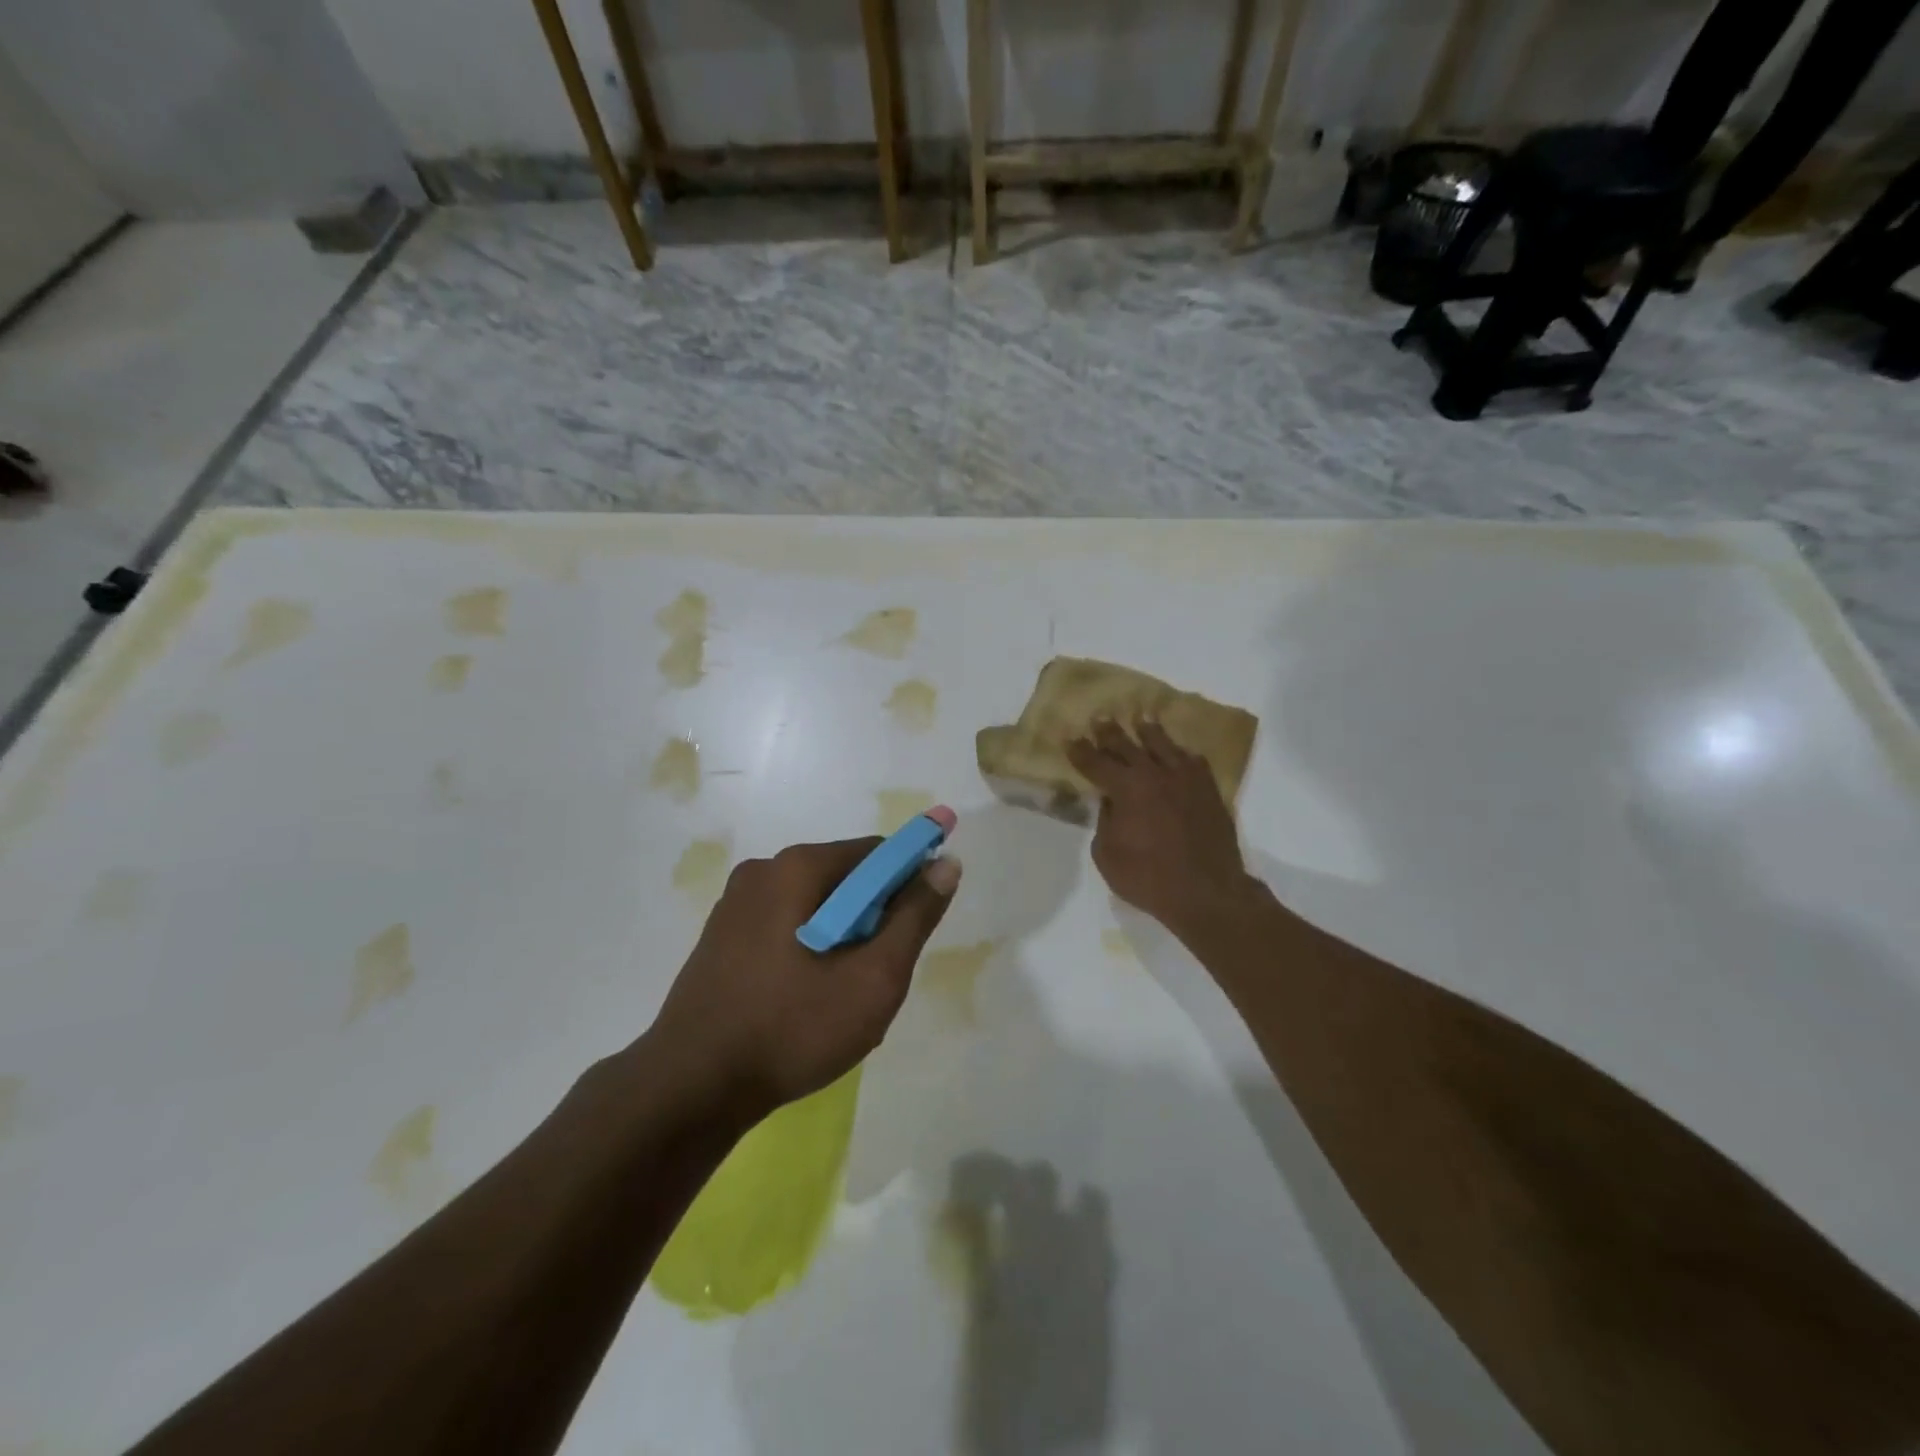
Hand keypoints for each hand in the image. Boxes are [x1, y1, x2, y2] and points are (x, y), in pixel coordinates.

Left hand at [647, 839, 960, 1117]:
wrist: (691, 1089)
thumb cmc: (791, 1029)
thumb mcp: (873, 978)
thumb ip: (914, 917)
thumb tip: (947, 864)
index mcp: (797, 868)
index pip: (876, 853)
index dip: (909, 883)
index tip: (917, 930)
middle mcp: (763, 870)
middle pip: (844, 877)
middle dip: (872, 918)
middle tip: (875, 977)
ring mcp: (735, 903)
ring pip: (815, 904)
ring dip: (842, 936)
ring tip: (839, 995)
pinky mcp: (721, 935)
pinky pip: (785, 924)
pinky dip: (809, 947)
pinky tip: (803, 998)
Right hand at [1067, 719, 1252, 932]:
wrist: (1208, 892)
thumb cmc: (1149, 878)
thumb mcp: (1107, 855)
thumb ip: (1105, 822)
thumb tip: (1112, 803)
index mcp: (1126, 788)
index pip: (1096, 763)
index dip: (1080, 751)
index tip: (1070, 738)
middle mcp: (1155, 774)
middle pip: (1127, 745)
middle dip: (1110, 732)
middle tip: (1100, 718)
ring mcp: (1185, 779)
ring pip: (1163, 744)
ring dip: (1148, 730)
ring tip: (1140, 718)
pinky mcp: (1208, 790)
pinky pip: (1193, 760)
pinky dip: (1180, 752)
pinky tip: (1178, 751)